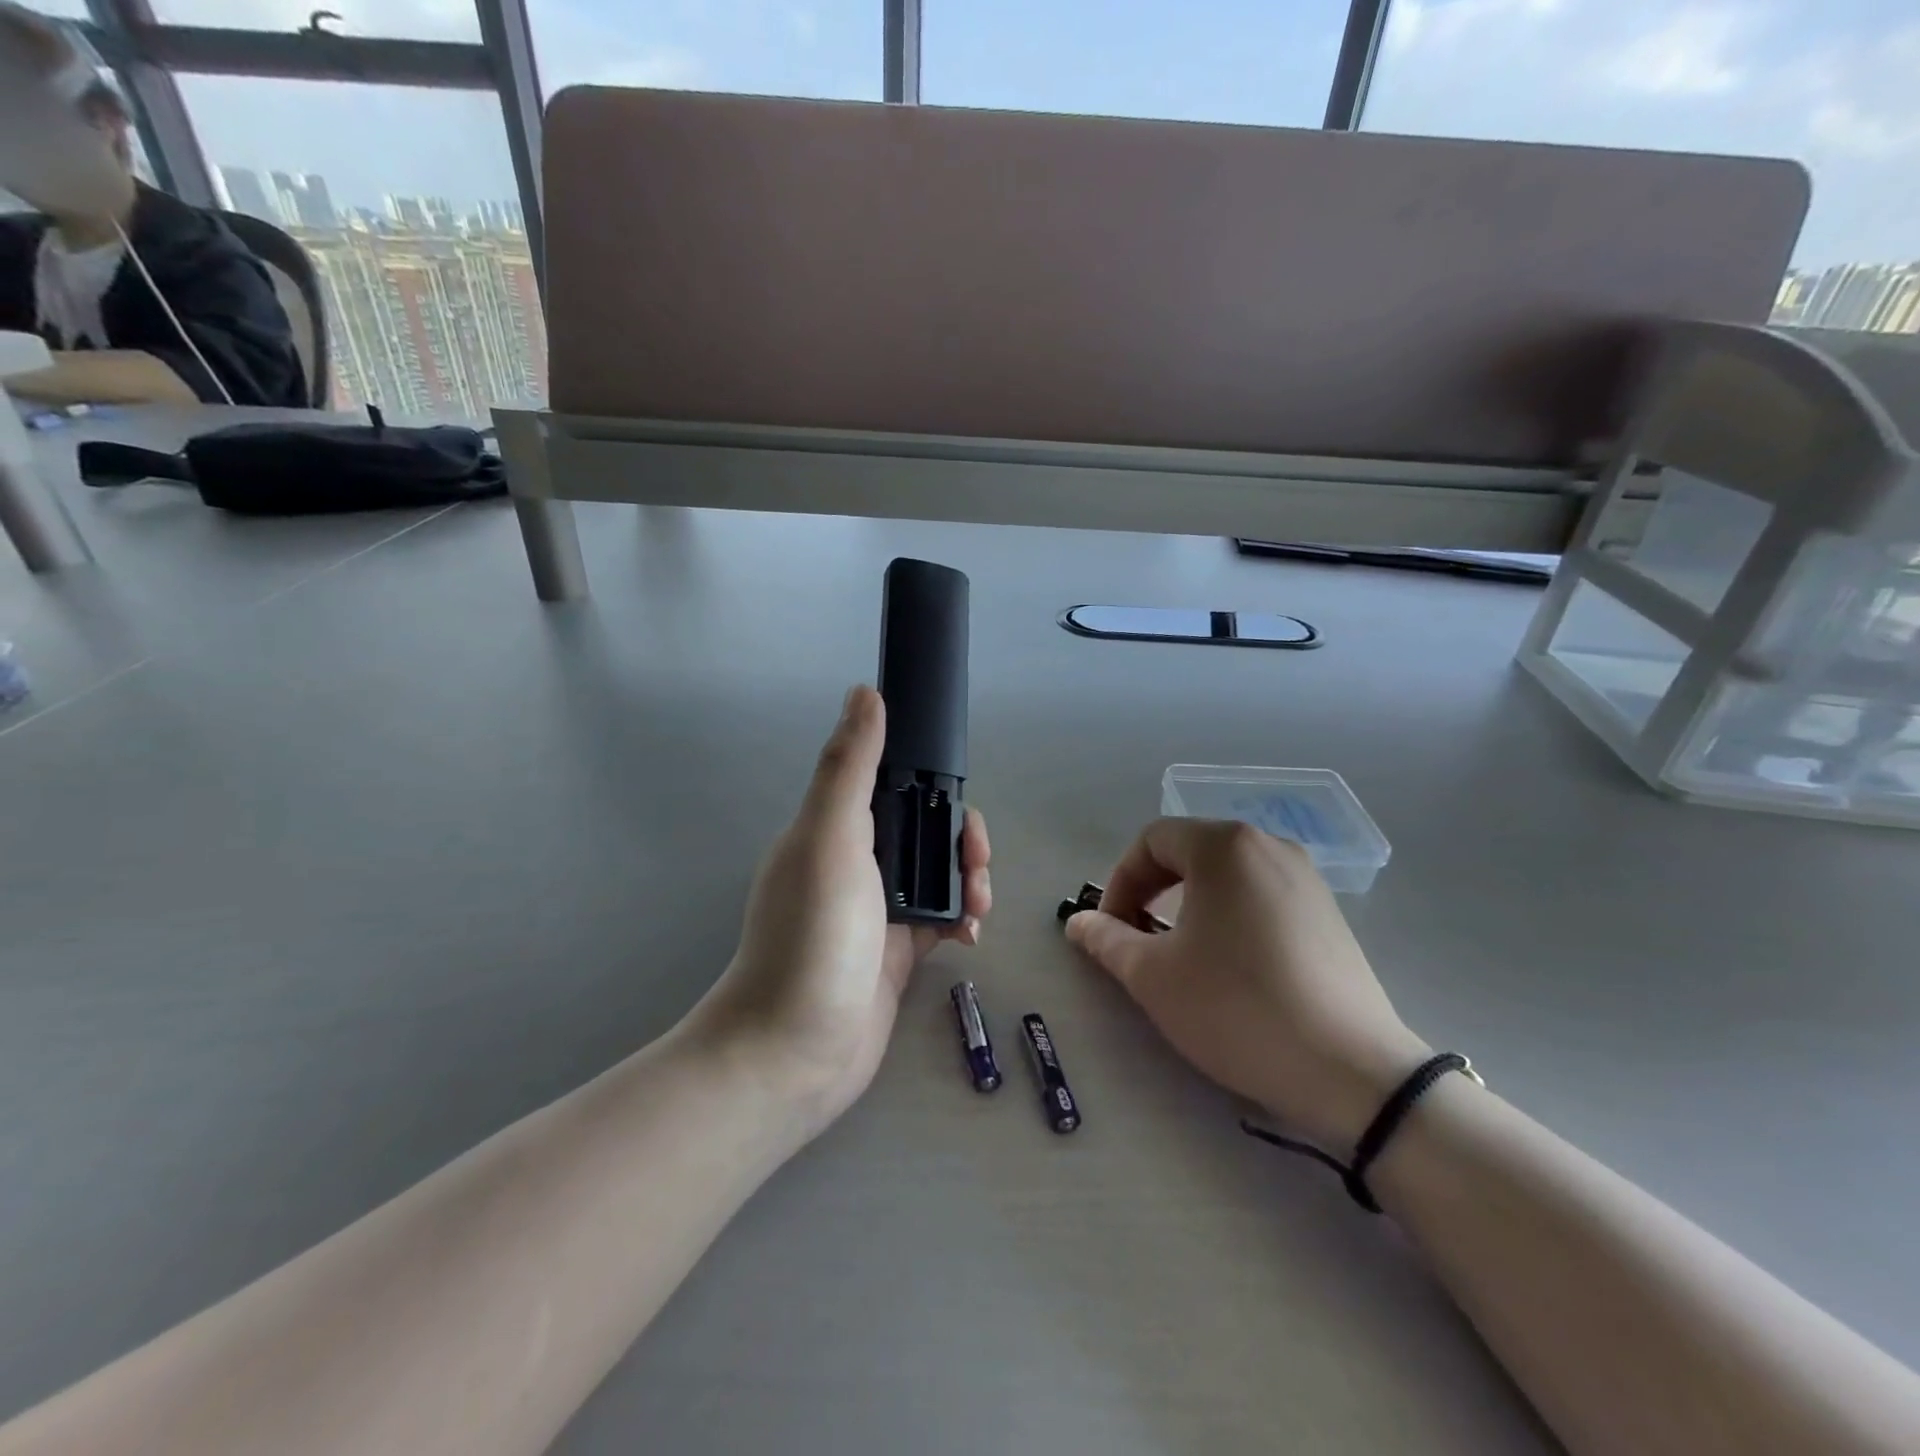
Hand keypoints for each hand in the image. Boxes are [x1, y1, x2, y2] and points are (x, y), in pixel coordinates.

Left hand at [687, 685, 990, 1140]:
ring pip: (939, 874)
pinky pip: (942, 920)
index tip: (958, 803)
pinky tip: (971, 938)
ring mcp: (877, 910)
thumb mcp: (829, 839)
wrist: (794, 1052)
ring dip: (969, 881)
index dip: (931, 786)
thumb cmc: (812, 938)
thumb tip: (865, 691)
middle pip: (924, 830)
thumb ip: (850, 767)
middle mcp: (855, 863)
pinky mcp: (898, 952)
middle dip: (960, 841)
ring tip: (978, 908)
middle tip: (978, 865)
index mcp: (833, 828)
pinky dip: (963, 920)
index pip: (892, 785)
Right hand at [1066, 819, 1427, 1152]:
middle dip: (1152, 890)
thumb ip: (1106, 939)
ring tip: (1181, 952)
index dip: (1119, 881)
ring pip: (1226, 874)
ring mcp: (1306, 878)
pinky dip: (1229, 914)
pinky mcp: (1329, 913)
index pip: (1151, 841)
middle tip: (1137, 938)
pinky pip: (1261, 895)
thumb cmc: (1236, 1007)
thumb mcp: (1153, 976)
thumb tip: (1077, 922)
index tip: (1111, 929)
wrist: (1351, 1070)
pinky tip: (1231, 964)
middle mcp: (1268, 846)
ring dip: (1189, 903)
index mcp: (1224, 846)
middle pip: (1189, 851)